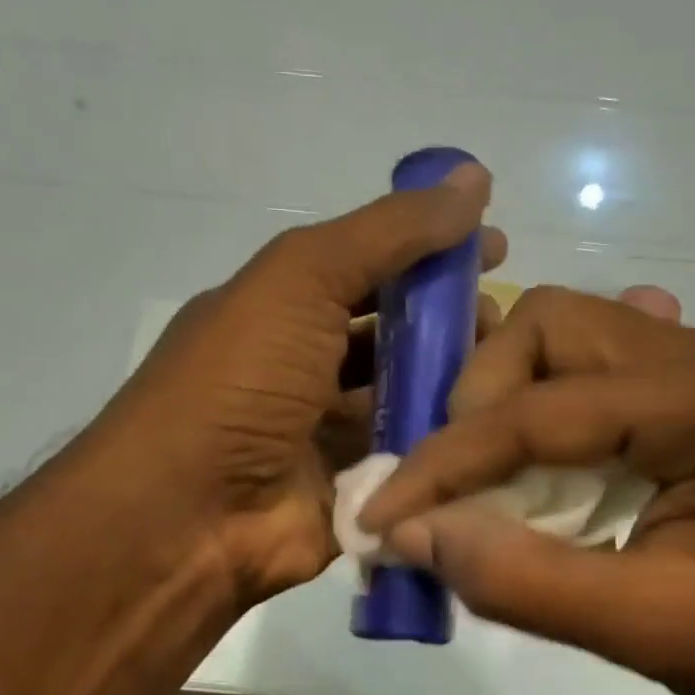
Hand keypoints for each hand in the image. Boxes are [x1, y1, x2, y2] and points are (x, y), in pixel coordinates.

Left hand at [91, 165, 504, 604]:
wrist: (187, 513)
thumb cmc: (239, 380)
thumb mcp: (302, 278)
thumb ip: (387, 232)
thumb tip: (473, 180)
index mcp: (286, 309)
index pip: (372, 267)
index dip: (431, 252)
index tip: (495, 248)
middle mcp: (308, 367)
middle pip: (395, 336)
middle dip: (452, 323)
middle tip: (504, 322)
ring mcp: (329, 434)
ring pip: (408, 399)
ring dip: (454, 384)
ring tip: (507, 375)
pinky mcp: (353, 492)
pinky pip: (410, 460)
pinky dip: (444, 444)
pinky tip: (493, 430)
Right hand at [358, 286, 694, 694]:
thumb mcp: (652, 630)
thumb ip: (527, 581)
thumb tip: (414, 537)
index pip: (544, 407)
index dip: (448, 462)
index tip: (382, 514)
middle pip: (551, 326)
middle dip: (480, 400)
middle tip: (451, 483)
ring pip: (565, 340)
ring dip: (506, 402)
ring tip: (482, 478)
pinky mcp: (691, 400)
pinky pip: (592, 373)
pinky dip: (542, 412)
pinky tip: (536, 461)